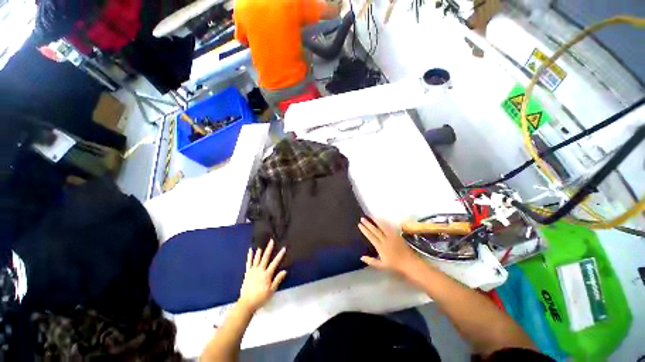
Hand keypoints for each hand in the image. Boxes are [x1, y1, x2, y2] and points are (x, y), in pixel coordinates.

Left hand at [238, 240, 286, 311]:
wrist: (247, 303)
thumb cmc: (261, 298)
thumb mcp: (272, 290)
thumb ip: (278, 280)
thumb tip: (285, 271)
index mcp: (267, 274)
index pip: (275, 263)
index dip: (280, 255)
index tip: (283, 248)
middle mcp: (260, 270)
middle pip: (265, 257)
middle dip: (269, 249)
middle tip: (271, 241)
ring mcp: (253, 271)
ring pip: (257, 259)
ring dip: (259, 251)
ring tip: (261, 244)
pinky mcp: (247, 273)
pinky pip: (248, 263)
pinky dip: (249, 256)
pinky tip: (250, 251)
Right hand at [358, 218, 419, 275]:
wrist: (409, 263)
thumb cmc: (395, 265)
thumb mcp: (381, 266)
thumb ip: (371, 261)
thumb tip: (361, 257)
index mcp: (380, 247)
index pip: (371, 236)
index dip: (365, 230)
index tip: (360, 225)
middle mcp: (385, 240)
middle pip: (375, 230)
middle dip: (368, 224)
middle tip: (362, 218)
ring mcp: (392, 237)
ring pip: (382, 227)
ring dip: (376, 221)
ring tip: (371, 216)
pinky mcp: (397, 235)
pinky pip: (389, 227)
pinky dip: (384, 223)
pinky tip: (381, 220)